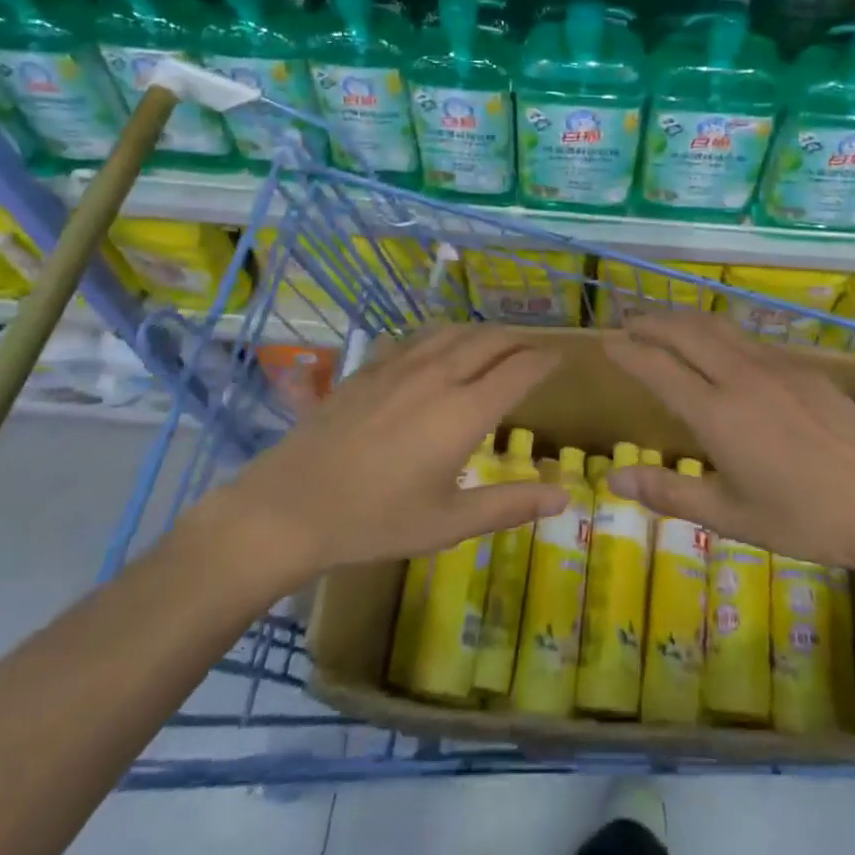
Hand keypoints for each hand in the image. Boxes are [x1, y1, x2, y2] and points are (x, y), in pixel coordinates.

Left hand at [205, 325, 569, 579]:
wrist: (290, 506)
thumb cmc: (376, 520)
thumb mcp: (449, 522)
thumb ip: (509, 505)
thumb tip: (564, 497)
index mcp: (465, 410)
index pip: (519, 369)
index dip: (545, 360)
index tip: (561, 358)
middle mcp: (438, 375)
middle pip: (490, 340)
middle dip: (519, 341)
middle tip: (534, 351)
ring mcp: (400, 366)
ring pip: (453, 331)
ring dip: (482, 333)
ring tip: (494, 344)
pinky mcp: (369, 368)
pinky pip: (415, 337)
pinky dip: (441, 337)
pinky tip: (435, 349)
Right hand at [603, 311, 854, 573]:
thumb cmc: (804, 517)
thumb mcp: (730, 515)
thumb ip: (669, 492)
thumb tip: (614, 477)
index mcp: (717, 413)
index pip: (658, 367)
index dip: (628, 351)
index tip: (606, 342)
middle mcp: (741, 376)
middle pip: (686, 331)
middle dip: (652, 322)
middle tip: (629, 324)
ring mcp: (775, 366)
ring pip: (719, 327)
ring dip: (684, 320)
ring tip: (666, 325)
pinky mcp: (803, 367)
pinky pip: (748, 339)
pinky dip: (719, 333)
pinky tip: (722, 348)